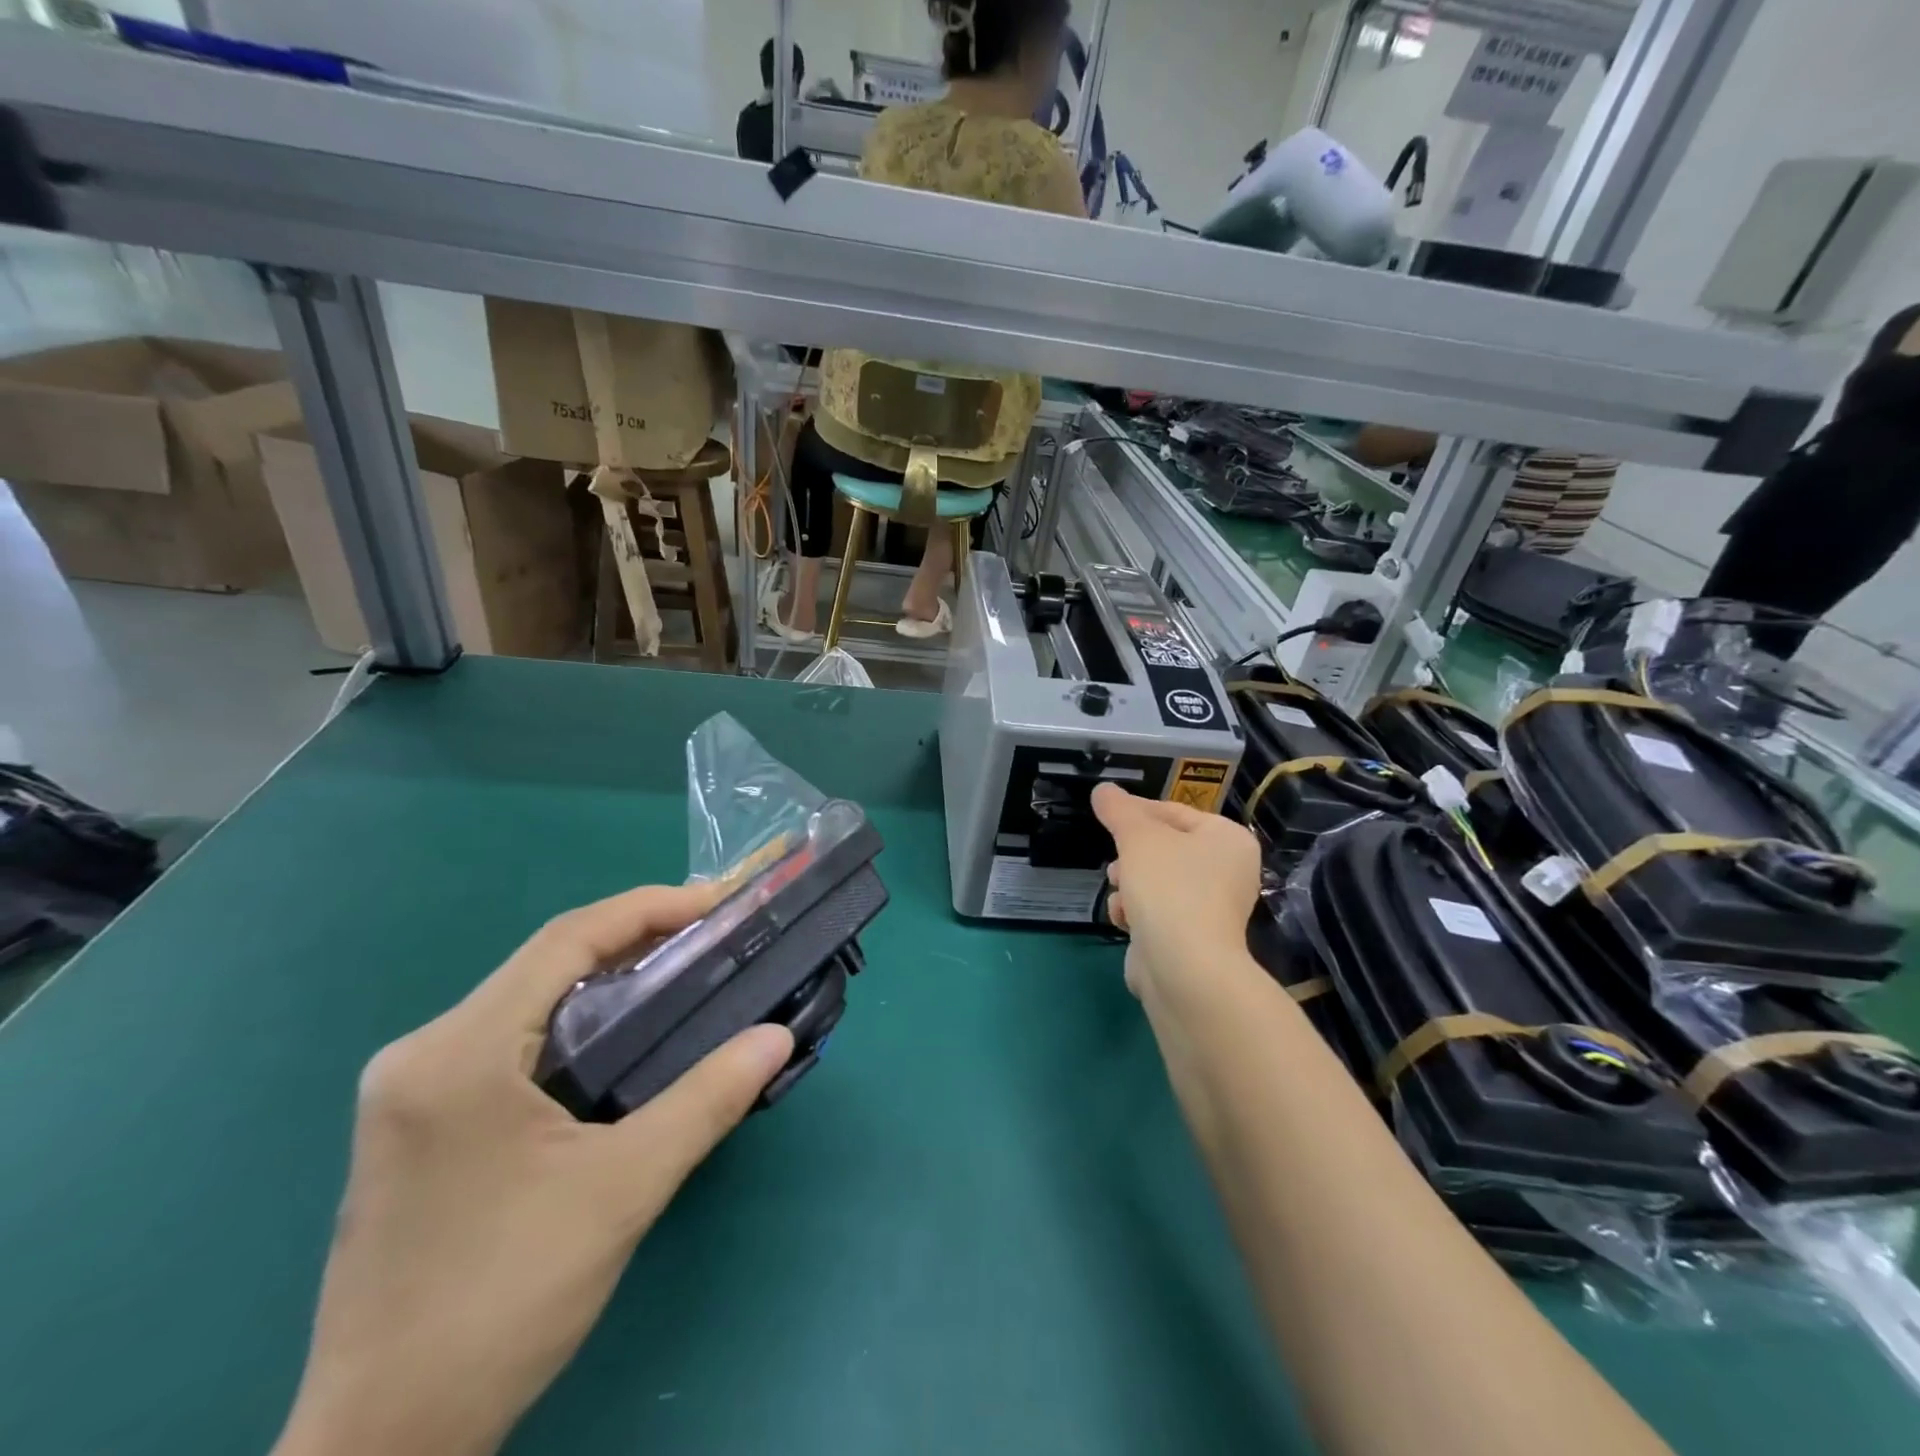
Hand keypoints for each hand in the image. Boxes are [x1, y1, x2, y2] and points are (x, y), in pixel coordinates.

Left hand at [274, 884, 795, 1455]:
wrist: (383, 1445)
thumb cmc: (502, 1303)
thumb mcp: (622, 1190)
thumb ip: (707, 1100)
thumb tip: (777, 1036)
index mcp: (458, 1052)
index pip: (565, 939)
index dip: (649, 908)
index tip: (718, 903)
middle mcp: (423, 1052)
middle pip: (545, 964)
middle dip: (636, 941)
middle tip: (712, 938)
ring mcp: (411, 1089)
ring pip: (529, 1000)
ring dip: (608, 982)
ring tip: (683, 977)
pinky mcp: (419, 1123)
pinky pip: (512, 1040)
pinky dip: (576, 1023)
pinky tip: (623, 1042)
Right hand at [1092, 783, 1264, 1011]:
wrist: (1184, 968)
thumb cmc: (1168, 887)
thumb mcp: (1138, 837)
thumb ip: (1118, 810)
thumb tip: (1103, 789)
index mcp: (1228, 839)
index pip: (1175, 812)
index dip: (1137, 811)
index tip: (1106, 815)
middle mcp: (1228, 871)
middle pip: (1166, 848)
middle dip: (1132, 855)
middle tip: (1115, 859)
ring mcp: (1213, 908)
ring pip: (1157, 881)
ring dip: (1130, 884)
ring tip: (1118, 891)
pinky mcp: (1194, 938)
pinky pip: (1158, 912)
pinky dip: (1138, 913)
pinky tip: (1124, 919)